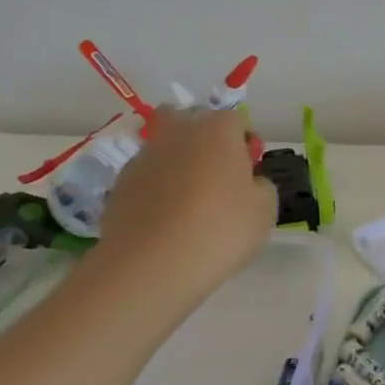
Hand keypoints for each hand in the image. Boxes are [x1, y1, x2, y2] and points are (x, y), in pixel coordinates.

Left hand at [96, 107, 277, 302]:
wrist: (151, 264)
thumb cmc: (220, 230)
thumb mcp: (265, 211)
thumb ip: (261, 186)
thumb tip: (248, 182)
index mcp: (218, 129)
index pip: (237, 120)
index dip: (245, 145)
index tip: (250, 174)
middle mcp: (178, 132)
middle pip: (193, 122)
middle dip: (205, 141)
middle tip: (217, 178)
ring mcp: (144, 156)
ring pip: (166, 148)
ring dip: (178, 165)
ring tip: (188, 206)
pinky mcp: (120, 184)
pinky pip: (147, 177)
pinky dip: (157, 190)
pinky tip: (166, 221)